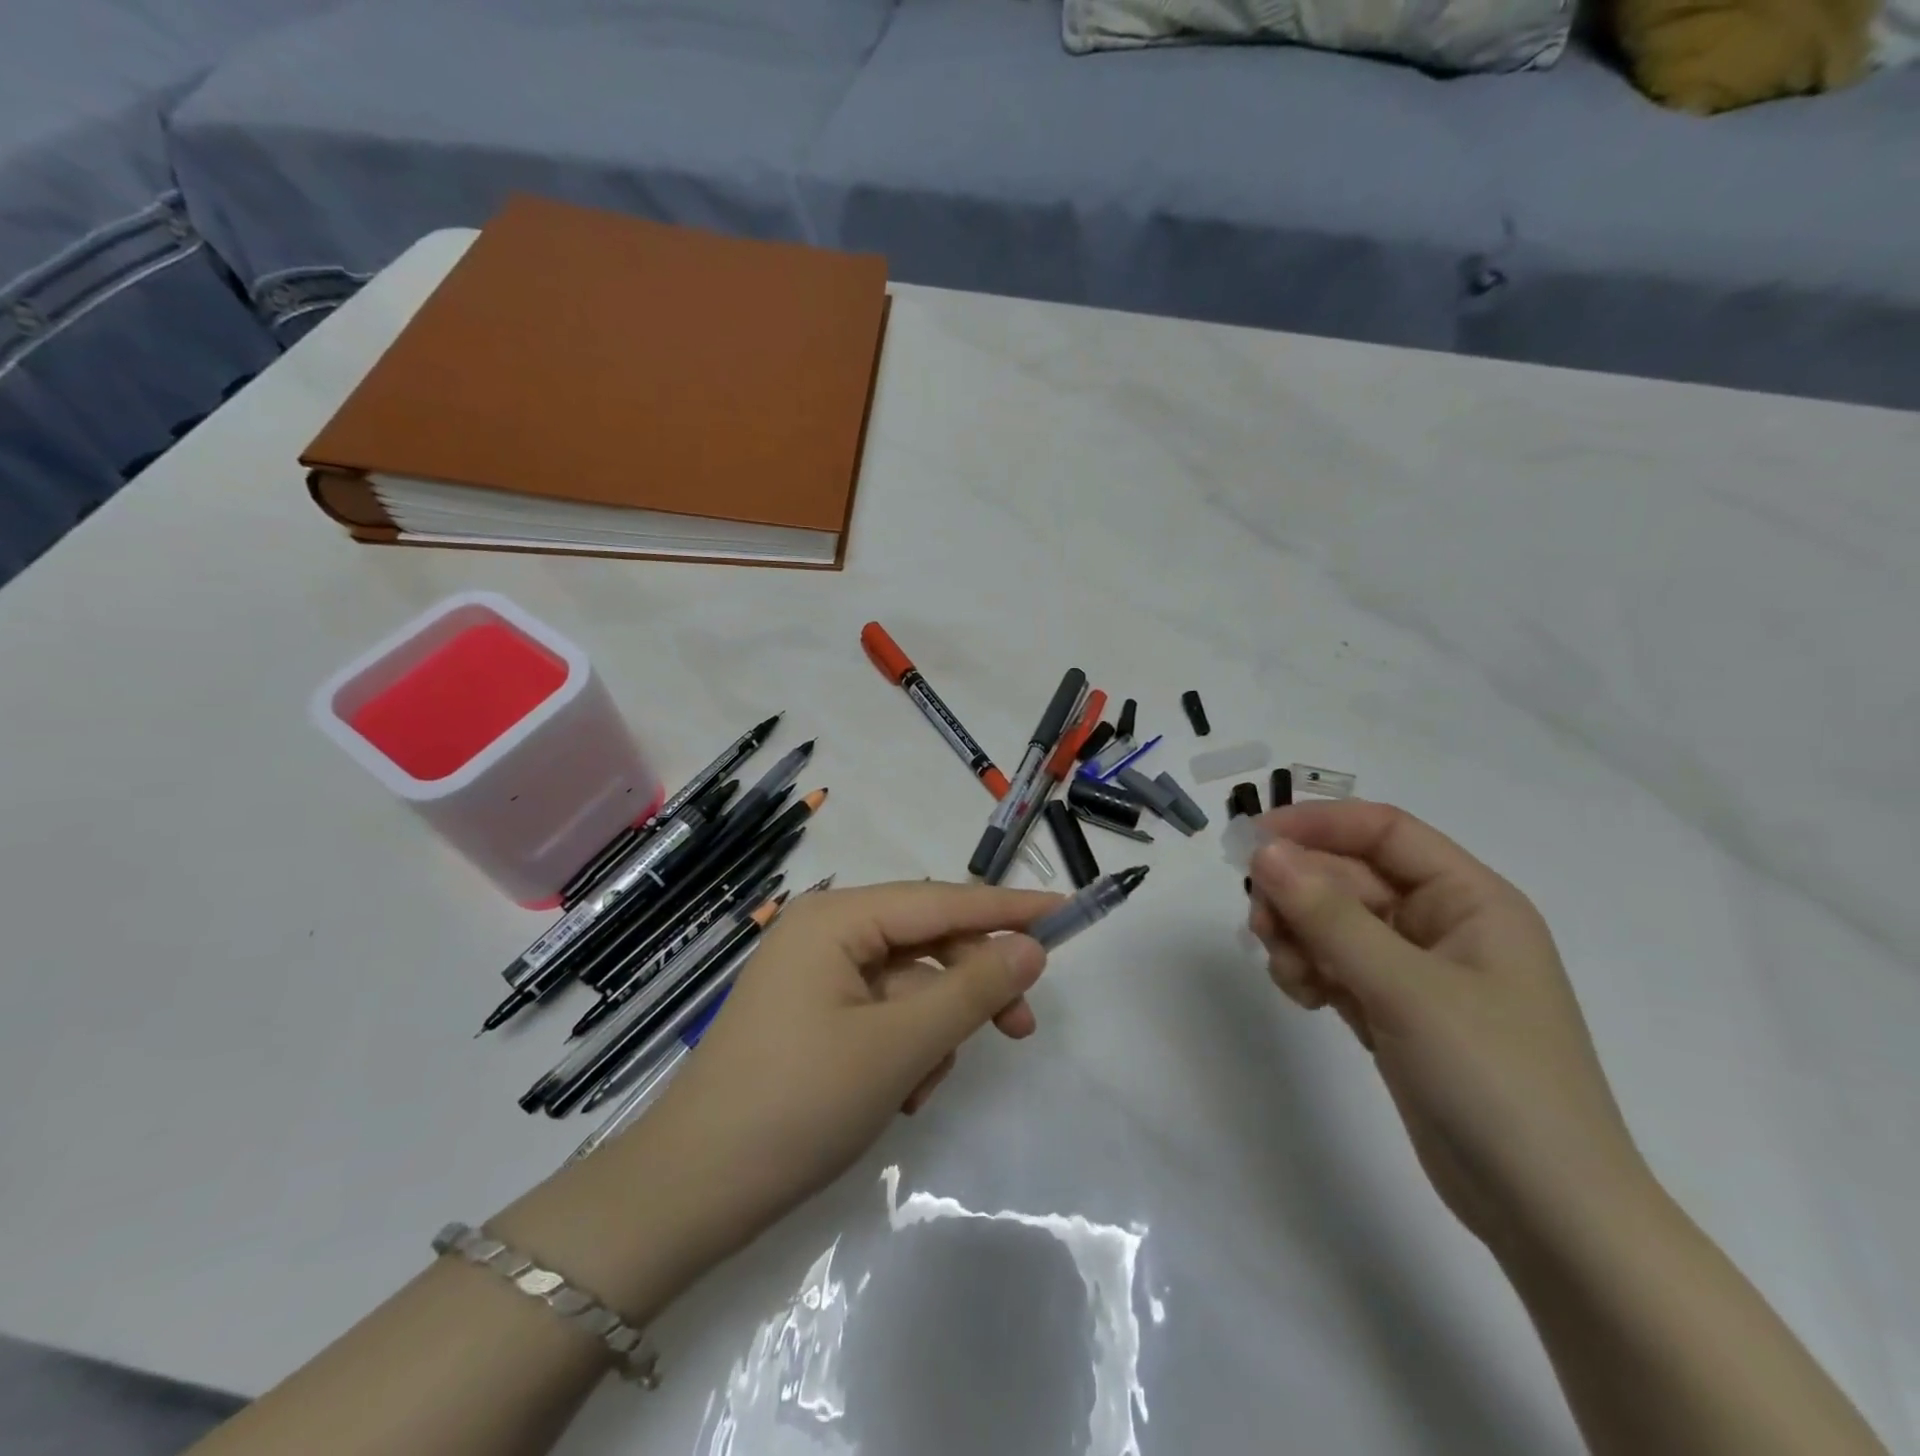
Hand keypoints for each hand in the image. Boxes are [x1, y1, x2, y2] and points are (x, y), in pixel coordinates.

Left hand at [619, 880, 1057, 1277]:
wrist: (690, 1193)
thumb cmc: (797, 1104)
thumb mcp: (899, 1046)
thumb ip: (971, 991)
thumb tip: (1030, 948)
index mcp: (835, 918)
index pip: (940, 900)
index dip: (1006, 908)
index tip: (1064, 912)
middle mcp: (824, 932)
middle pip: (925, 943)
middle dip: (970, 987)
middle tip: (1021, 1028)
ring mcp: (813, 975)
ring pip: (906, 985)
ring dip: (932, 1030)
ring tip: (921, 1088)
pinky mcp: (810, 1016)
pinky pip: (880, 1014)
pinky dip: (903, 1047)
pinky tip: (897, 1095)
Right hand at [1247, 801, 1652, 1254]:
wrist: (1548, 1215)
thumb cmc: (1495, 1081)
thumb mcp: (1407, 989)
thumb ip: (1330, 916)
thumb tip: (1265, 852)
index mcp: (1471, 900)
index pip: (1383, 832)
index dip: (1317, 825)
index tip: (1253, 841)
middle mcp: (1443, 925)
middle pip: (1348, 878)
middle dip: (1299, 895)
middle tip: (1259, 925)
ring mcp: (1416, 971)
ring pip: (1333, 922)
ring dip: (1298, 936)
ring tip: (1290, 974)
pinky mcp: (1393, 1011)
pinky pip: (1334, 965)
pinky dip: (1309, 971)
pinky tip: (1304, 998)